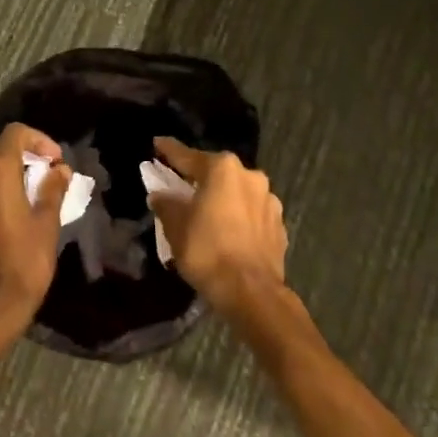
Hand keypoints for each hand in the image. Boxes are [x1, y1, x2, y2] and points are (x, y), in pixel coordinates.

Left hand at [0, 123, 70, 356]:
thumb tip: (60, 170)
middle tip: (48, 173)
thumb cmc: (23, 262)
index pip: (15, 133)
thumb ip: (52, 190)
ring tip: (36, 189)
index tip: (57, 161)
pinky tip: (17, 205)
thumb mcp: (46, 223)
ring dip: (11, 167)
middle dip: (25, 152)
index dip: (40, 140)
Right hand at [148, 137, 287, 317]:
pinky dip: (239, 217)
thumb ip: (166, 205)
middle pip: (216, 172)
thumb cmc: (207, 251)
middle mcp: (249, 175)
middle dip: (200, 178)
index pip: (187, 156)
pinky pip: (252, 213)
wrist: (252, 293)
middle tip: (183, 186)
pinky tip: (230, 231)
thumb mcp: (176, 227)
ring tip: (210, 213)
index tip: (157, 144)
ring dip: (223, 198)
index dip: (169, 151)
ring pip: (238, 192)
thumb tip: (161, 195)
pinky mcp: (279, 224)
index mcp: (221, 169)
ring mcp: (269, 200)